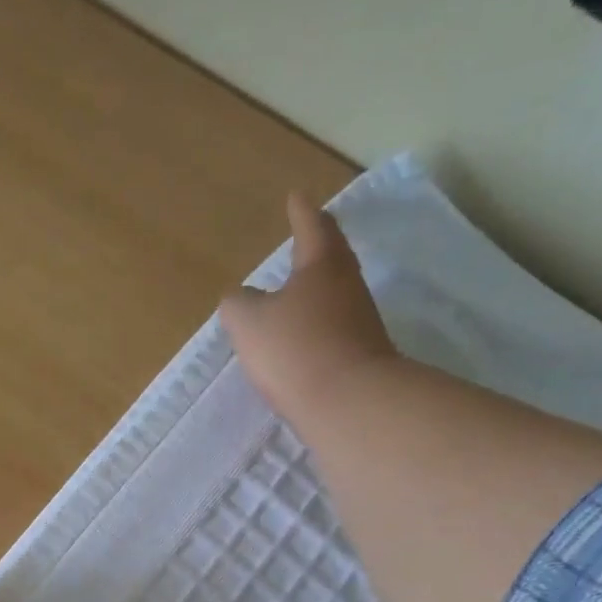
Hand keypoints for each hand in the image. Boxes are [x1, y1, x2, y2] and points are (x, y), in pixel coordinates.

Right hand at [220, 191, 400, 422]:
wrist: (350, 404)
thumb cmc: (296, 350)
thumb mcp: (248, 323)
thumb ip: (238, 304)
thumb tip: (240, 299)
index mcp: (321, 266)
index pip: (311, 228)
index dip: (301, 213)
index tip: (296, 197)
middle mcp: (348, 287)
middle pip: (334, 258)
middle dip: (318, 246)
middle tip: (306, 236)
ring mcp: (361, 323)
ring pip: (337, 294)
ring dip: (319, 290)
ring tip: (298, 292)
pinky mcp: (363, 357)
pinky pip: (337, 330)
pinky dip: (320, 327)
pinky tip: (305, 340)